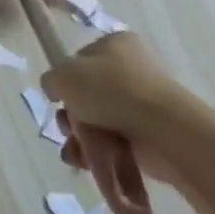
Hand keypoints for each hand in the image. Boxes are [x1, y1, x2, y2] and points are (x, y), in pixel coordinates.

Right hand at [42, 32, 214, 213]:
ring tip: (78, 156)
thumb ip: (52, 80)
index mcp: (116, 46)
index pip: (82, 61)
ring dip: (82, 145)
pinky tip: (91, 167)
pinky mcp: (150, 139)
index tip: (61, 99)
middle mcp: (132, 72)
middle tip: (68, 130)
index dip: (67, 82)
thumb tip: (57, 90)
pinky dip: (102, 162)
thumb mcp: (65, 75)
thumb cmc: (111, 91)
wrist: (162, 130)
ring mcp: (143, 107)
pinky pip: (118, 150)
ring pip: (100, 128)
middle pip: (88, 99)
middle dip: (72, 121)